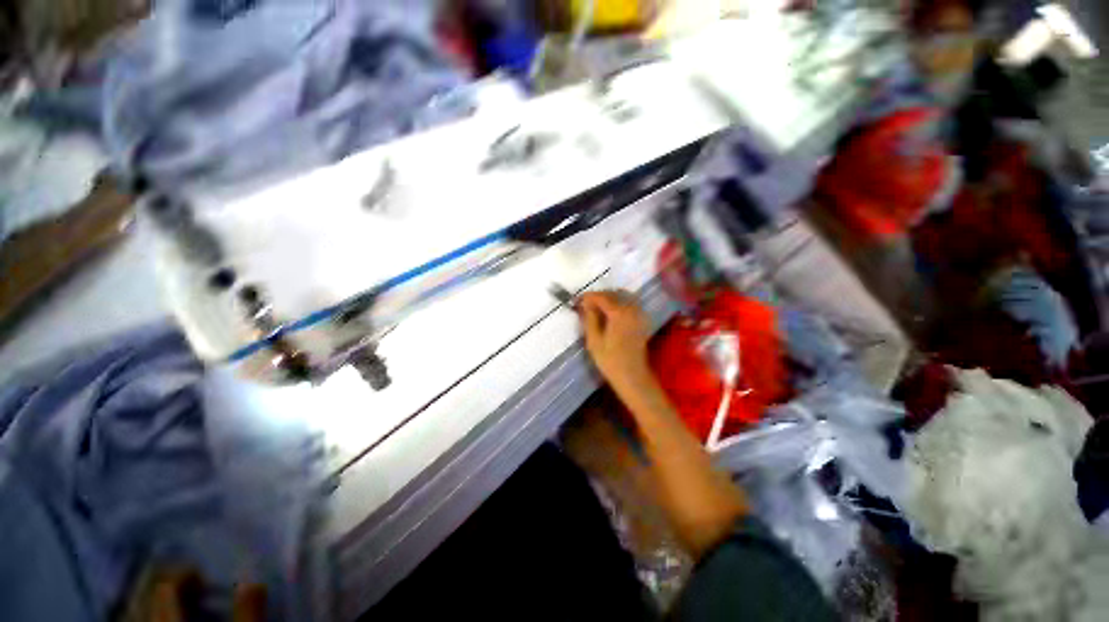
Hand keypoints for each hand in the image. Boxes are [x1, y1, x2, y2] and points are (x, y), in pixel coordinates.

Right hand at [579, 291, 652, 390]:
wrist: (633, 376)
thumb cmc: (610, 360)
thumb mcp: (593, 340)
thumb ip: (589, 318)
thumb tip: (585, 304)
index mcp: (619, 313)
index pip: (601, 297)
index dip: (588, 297)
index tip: (577, 300)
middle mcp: (631, 309)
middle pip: (613, 293)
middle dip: (598, 297)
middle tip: (585, 305)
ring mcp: (639, 314)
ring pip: (623, 297)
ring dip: (609, 298)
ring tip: (596, 308)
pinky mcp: (642, 320)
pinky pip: (630, 304)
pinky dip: (619, 303)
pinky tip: (610, 313)